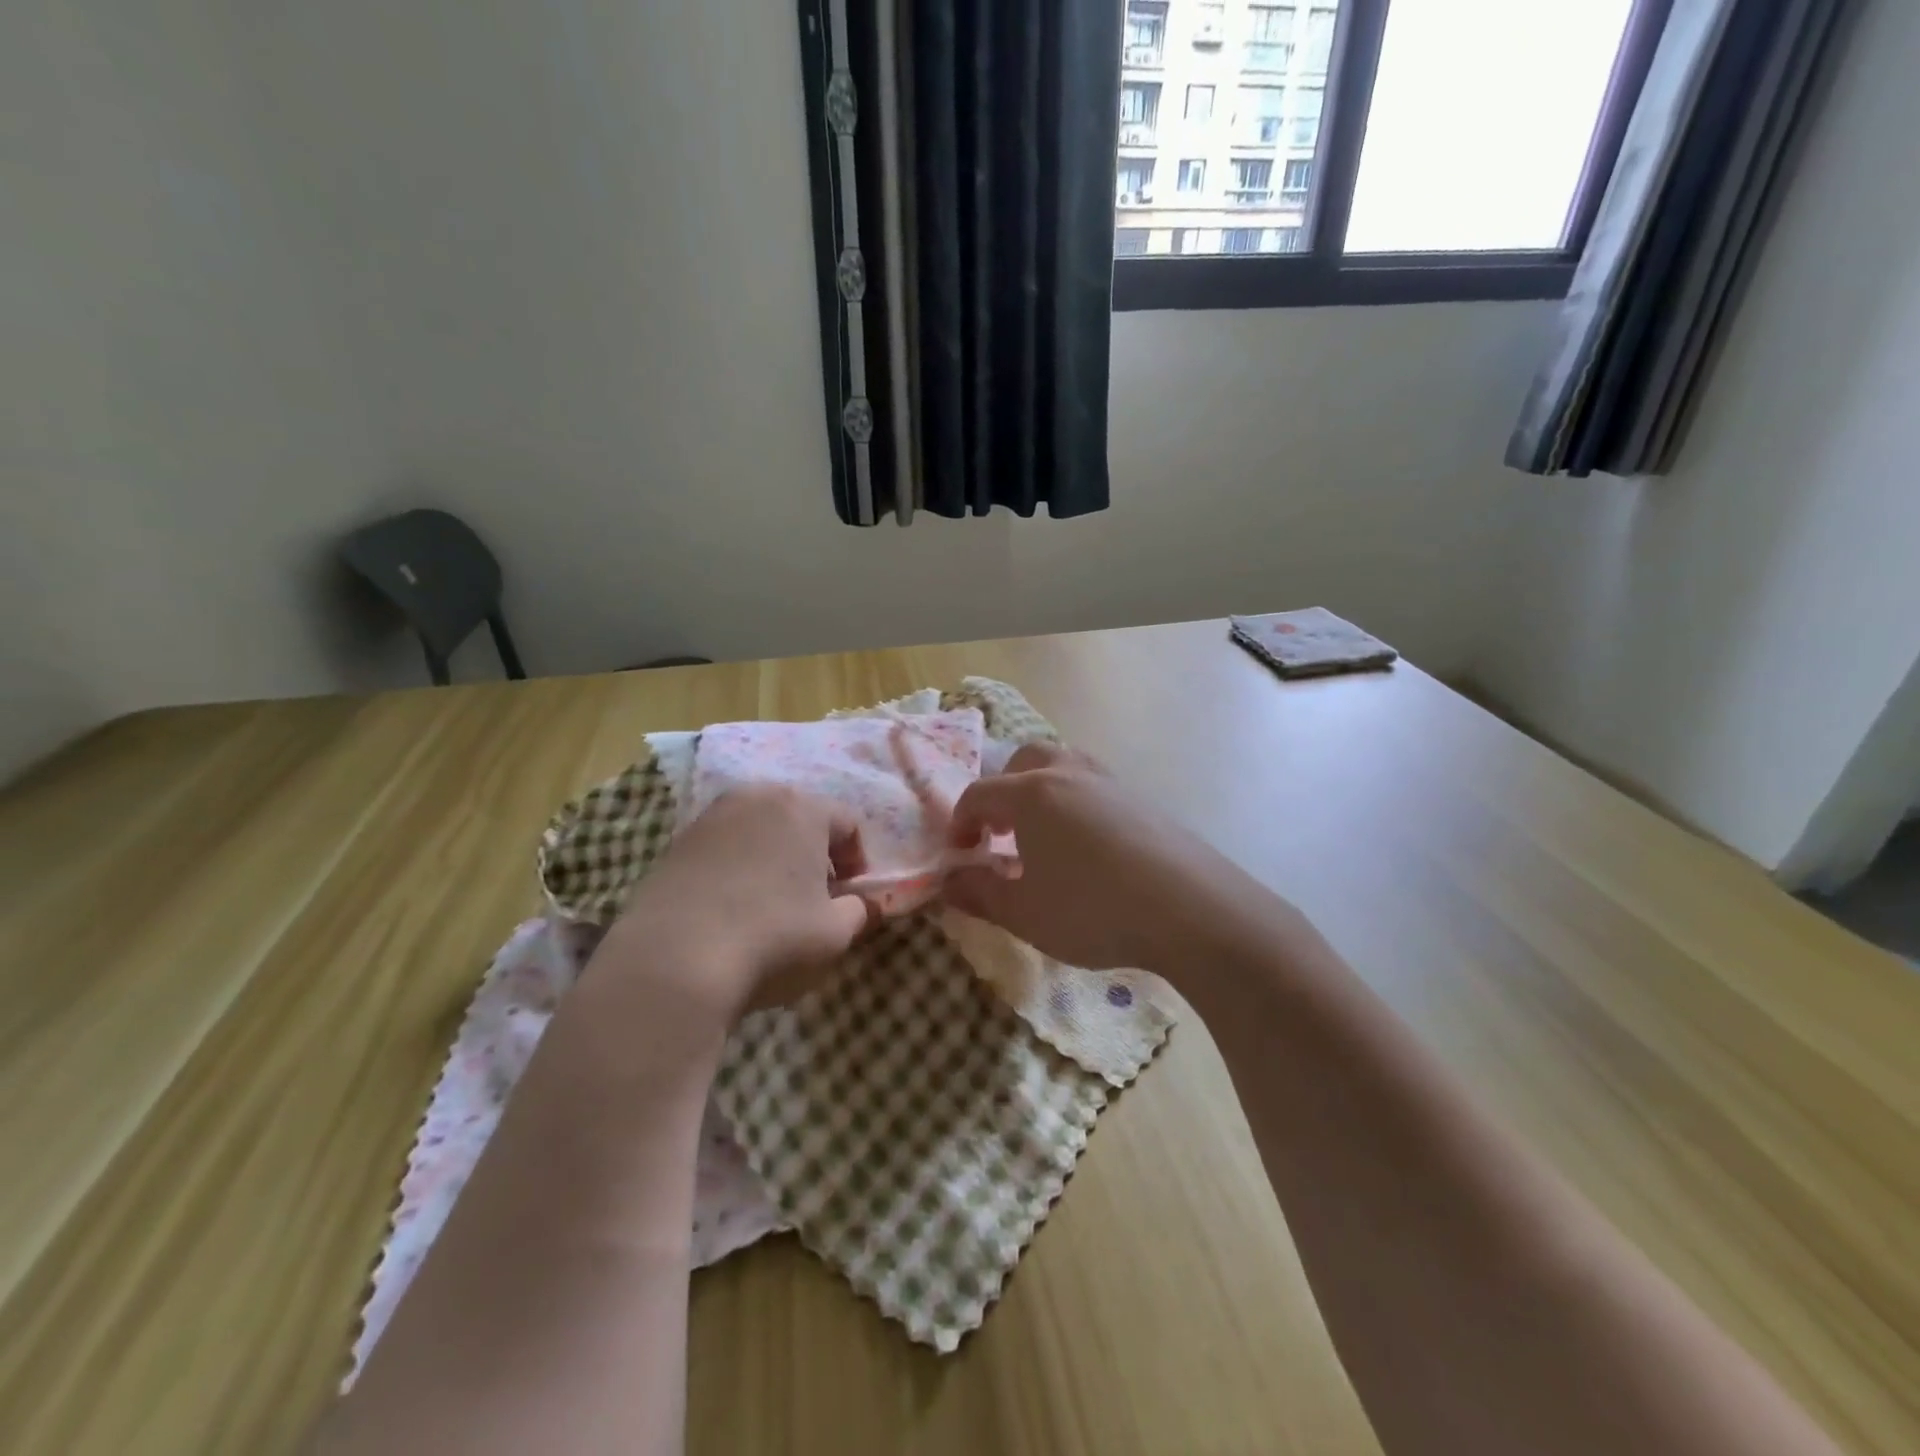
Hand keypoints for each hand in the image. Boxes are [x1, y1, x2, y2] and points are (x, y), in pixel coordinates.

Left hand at [597, 785, 872, 1024]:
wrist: (673, 962)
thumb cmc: (772, 938)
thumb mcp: (835, 933)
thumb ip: (859, 911)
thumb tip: (861, 904)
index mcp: (802, 808)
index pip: (847, 823)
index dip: (858, 859)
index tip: (852, 893)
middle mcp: (756, 797)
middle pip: (800, 818)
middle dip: (814, 852)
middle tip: (816, 894)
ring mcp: (710, 817)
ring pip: (758, 829)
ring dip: (774, 857)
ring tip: (772, 901)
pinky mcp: (675, 844)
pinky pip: (723, 847)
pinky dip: (737, 867)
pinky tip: (733, 908)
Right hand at [942, 743, 1231, 972]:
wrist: (1190, 909)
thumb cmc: (1092, 909)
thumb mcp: (1024, 913)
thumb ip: (978, 894)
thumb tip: (947, 883)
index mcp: (1031, 794)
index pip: (979, 794)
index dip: (960, 822)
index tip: (960, 855)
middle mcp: (1069, 774)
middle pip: (1024, 762)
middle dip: (1002, 793)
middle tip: (1000, 833)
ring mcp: (1110, 783)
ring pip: (1064, 766)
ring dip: (1041, 793)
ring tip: (1043, 837)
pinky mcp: (1143, 801)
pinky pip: (1095, 787)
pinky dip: (1076, 805)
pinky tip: (1087, 849)